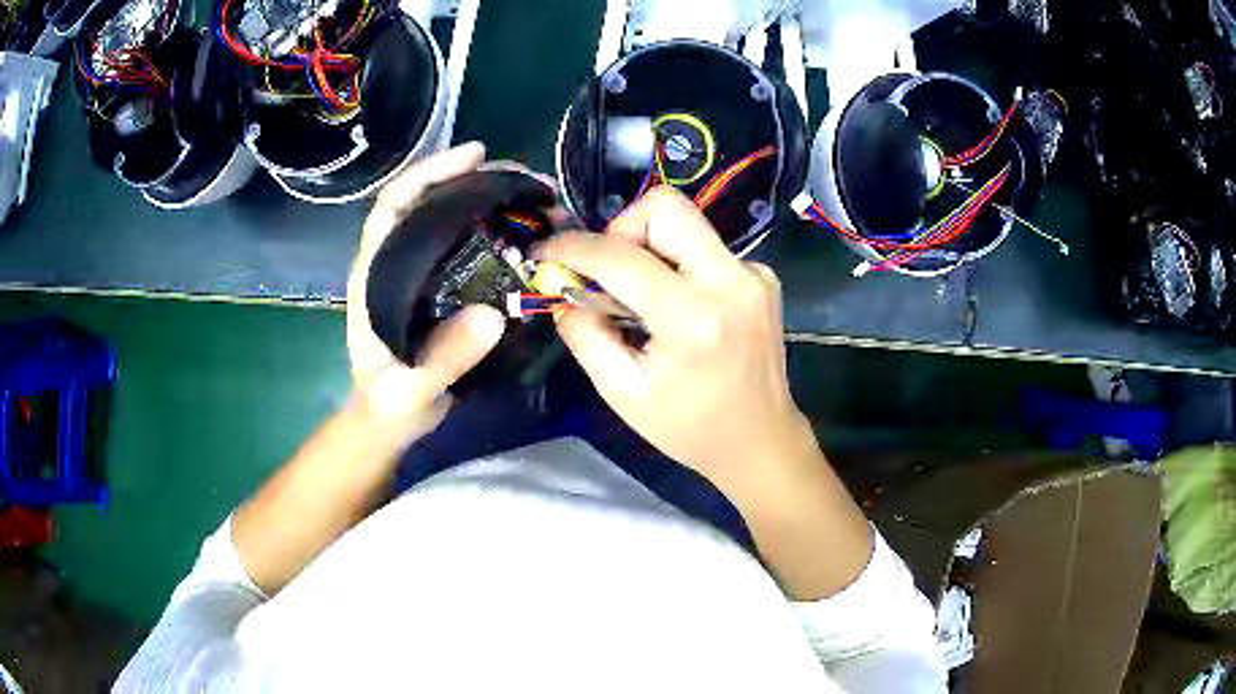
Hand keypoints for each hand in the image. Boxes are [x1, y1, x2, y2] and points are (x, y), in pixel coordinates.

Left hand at [346, 143, 505, 440]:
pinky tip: (531, 233)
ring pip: (454, 218)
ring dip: (495, 201)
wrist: (394, 419)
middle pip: (431, 200)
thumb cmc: (390, 401)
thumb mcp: (410, 388)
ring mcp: (423, 270)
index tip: (476, 156)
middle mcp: (398, 259)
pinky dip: (501, 231)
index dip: (431, 173)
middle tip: (528, 178)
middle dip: (477, 180)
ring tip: (540, 199)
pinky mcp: (445, 284)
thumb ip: (442, 359)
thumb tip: (493, 316)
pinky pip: (472, 244)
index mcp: (376, 271)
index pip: (395, 204)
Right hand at [539, 188, 872, 599]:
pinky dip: (678, 264)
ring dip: (649, 246)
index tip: (546, 254)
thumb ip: (584, 334)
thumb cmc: (690, 428)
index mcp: (693, 318)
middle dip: (622, 228)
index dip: (572, 248)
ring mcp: (753, 274)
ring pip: (687, 221)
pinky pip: (705, 247)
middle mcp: (730, 281)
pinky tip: (678, 306)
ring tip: (640, 296)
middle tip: (608, 272)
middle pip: (665, 206)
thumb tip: (562, 289)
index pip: (620, 256)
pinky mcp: (762, 276)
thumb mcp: (623, 392)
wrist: (761, 439)